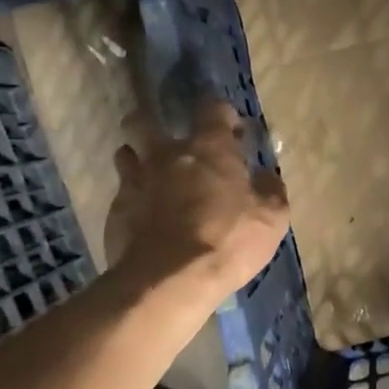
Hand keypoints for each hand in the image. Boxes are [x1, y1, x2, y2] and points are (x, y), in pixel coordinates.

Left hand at [105, 99, 290, 300]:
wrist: (169, 279)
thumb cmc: (228, 240)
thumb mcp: (271, 218)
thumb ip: (270, 190)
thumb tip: (265, 175)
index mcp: (210, 148)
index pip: (212, 108)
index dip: (221, 114)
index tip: (230, 129)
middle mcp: (168, 153)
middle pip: (146, 121)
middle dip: (153, 123)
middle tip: (169, 142)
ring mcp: (137, 179)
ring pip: (126, 152)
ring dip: (136, 157)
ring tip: (149, 174)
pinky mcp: (116, 209)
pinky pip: (121, 191)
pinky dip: (132, 196)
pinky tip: (141, 213)